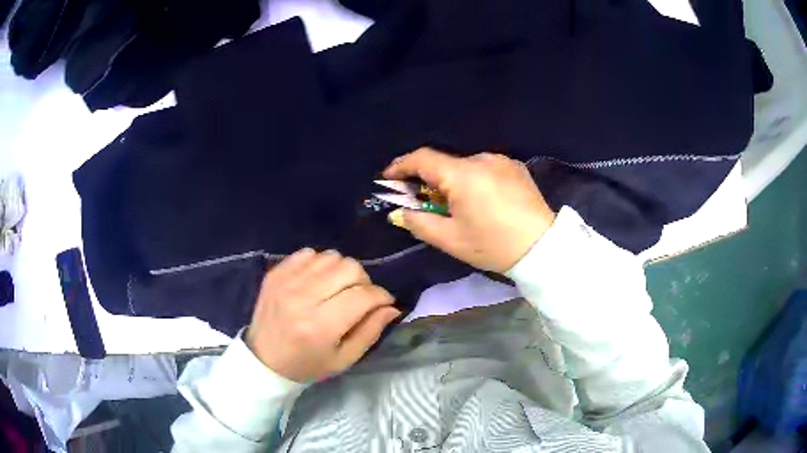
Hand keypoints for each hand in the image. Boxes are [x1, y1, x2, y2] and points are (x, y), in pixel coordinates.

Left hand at [246, 248, 400, 381]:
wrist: (263, 359)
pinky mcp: (275, 272)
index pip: (363, 296)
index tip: (384, 302)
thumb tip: (391, 307)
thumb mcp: (344, 359)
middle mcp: (302, 298)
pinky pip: (309, 253)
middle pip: (349, 268)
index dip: (381, 296)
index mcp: (321, 327)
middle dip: (363, 281)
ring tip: (338, 289)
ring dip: (342, 271)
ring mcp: (286, 282)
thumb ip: (370, 332)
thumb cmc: (307, 365)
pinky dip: (320, 264)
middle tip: (359, 297)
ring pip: (331, 257)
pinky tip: (317, 282)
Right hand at [383, 148, 554, 272]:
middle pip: (444, 163)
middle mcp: (481, 159)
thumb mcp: (450, 240)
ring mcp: (501, 161)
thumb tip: (401, 212)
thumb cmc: (493, 245)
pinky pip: (485, 169)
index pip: (422, 158)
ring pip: (466, 166)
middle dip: (429, 180)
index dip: (401, 166)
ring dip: (454, 181)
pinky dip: (474, 180)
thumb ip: (419, 222)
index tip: (389, 178)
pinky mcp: (515, 167)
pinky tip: (483, 201)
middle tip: (424, 203)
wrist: (543, 247)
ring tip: (459, 207)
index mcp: (462, 174)